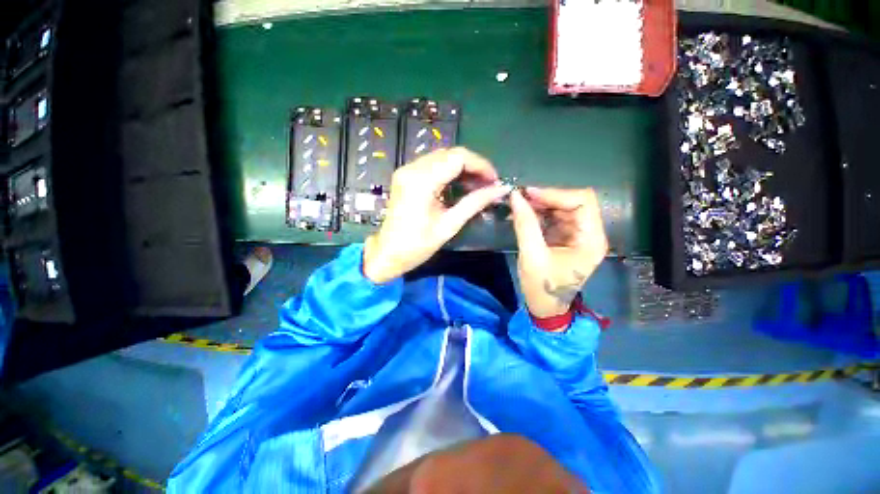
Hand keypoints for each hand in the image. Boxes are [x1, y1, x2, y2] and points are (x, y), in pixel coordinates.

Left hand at [363, 148, 511, 283]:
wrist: (388, 253)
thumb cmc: (417, 245)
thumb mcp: (449, 225)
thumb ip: (475, 203)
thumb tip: (501, 189)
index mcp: (422, 181)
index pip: (458, 157)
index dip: (481, 165)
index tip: (495, 181)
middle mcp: (412, 168)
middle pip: (450, 154)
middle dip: (473, 167)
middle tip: (488, 185)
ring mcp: (407, 170)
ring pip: (442, 157)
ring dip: (462, 169)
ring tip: (477, 187)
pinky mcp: (406, 175)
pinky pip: (433, 165)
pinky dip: (449, 172)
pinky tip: (460, 186)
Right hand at [509, 187, 607, 318]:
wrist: (545, 308)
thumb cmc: (542, 287)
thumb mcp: (531, 256)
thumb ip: (525, 224)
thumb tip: (515, 196)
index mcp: (591, 240)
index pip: (582, 201)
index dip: (555, 194)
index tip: (528, 194)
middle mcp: (590, 234)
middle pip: (573, 202)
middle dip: (546, 198)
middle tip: (520, 199)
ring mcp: (578, 236)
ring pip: (562, 208)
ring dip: (540, 205)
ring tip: (518, 206)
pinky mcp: (566, 238)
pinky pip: (554, 218)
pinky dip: (538, 214)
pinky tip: (523, 215)